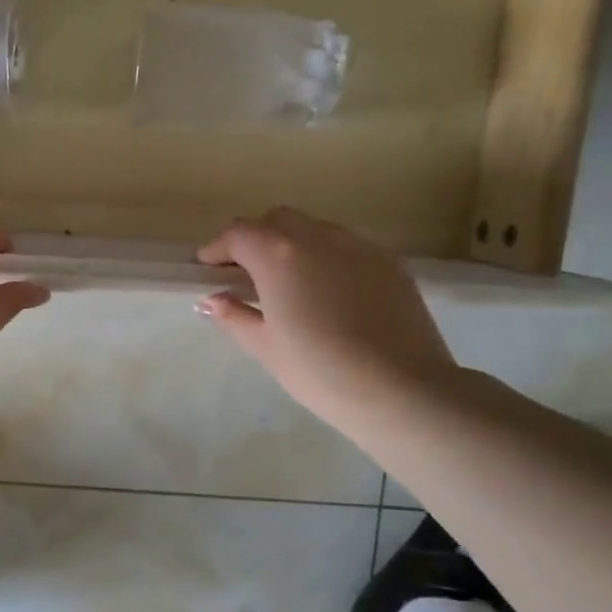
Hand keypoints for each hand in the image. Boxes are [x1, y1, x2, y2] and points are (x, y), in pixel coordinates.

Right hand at [196, 207, 456, 430]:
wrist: (403, 390)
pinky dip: (328, 259)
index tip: (208, 269)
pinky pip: (348, 248)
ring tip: (291, 285)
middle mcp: (318, 237)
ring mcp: (359, 246)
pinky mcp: (390, 263)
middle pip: (278, 221)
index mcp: (278, 255)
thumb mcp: (265, 347)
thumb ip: (234, 316)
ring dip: (293, 247)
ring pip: (316, 230)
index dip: (218, 248)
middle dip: (256, 239)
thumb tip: (212, 299)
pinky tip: (330, 296)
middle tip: (247, 274)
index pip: (238, 234)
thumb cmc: (320, 371)